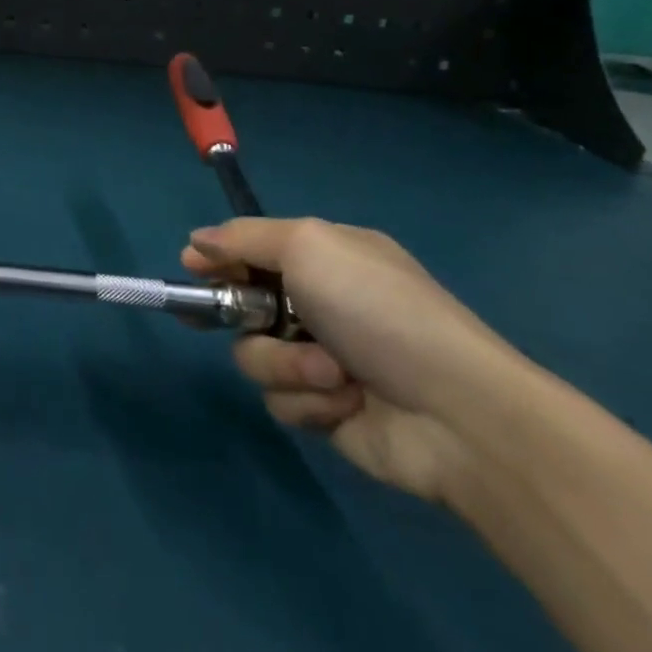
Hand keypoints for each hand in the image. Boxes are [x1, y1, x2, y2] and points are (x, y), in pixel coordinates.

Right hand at [182, 218, 521, 501]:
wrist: (457, 413)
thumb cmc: (378, 310)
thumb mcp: (309, 246)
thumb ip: (244, 238)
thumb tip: (196, 240)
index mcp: (325, 259)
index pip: (252, 249)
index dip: (219, 258)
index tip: (194, 268)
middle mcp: (320, 305)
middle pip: (242, 304)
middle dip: (245, 316)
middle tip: (255, 321)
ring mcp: (321, 359)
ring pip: (253, 355)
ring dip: (285, 364)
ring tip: (332, 373)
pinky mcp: (324, 411)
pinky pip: (279, 400)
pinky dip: (307, 400)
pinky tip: (345, 401)